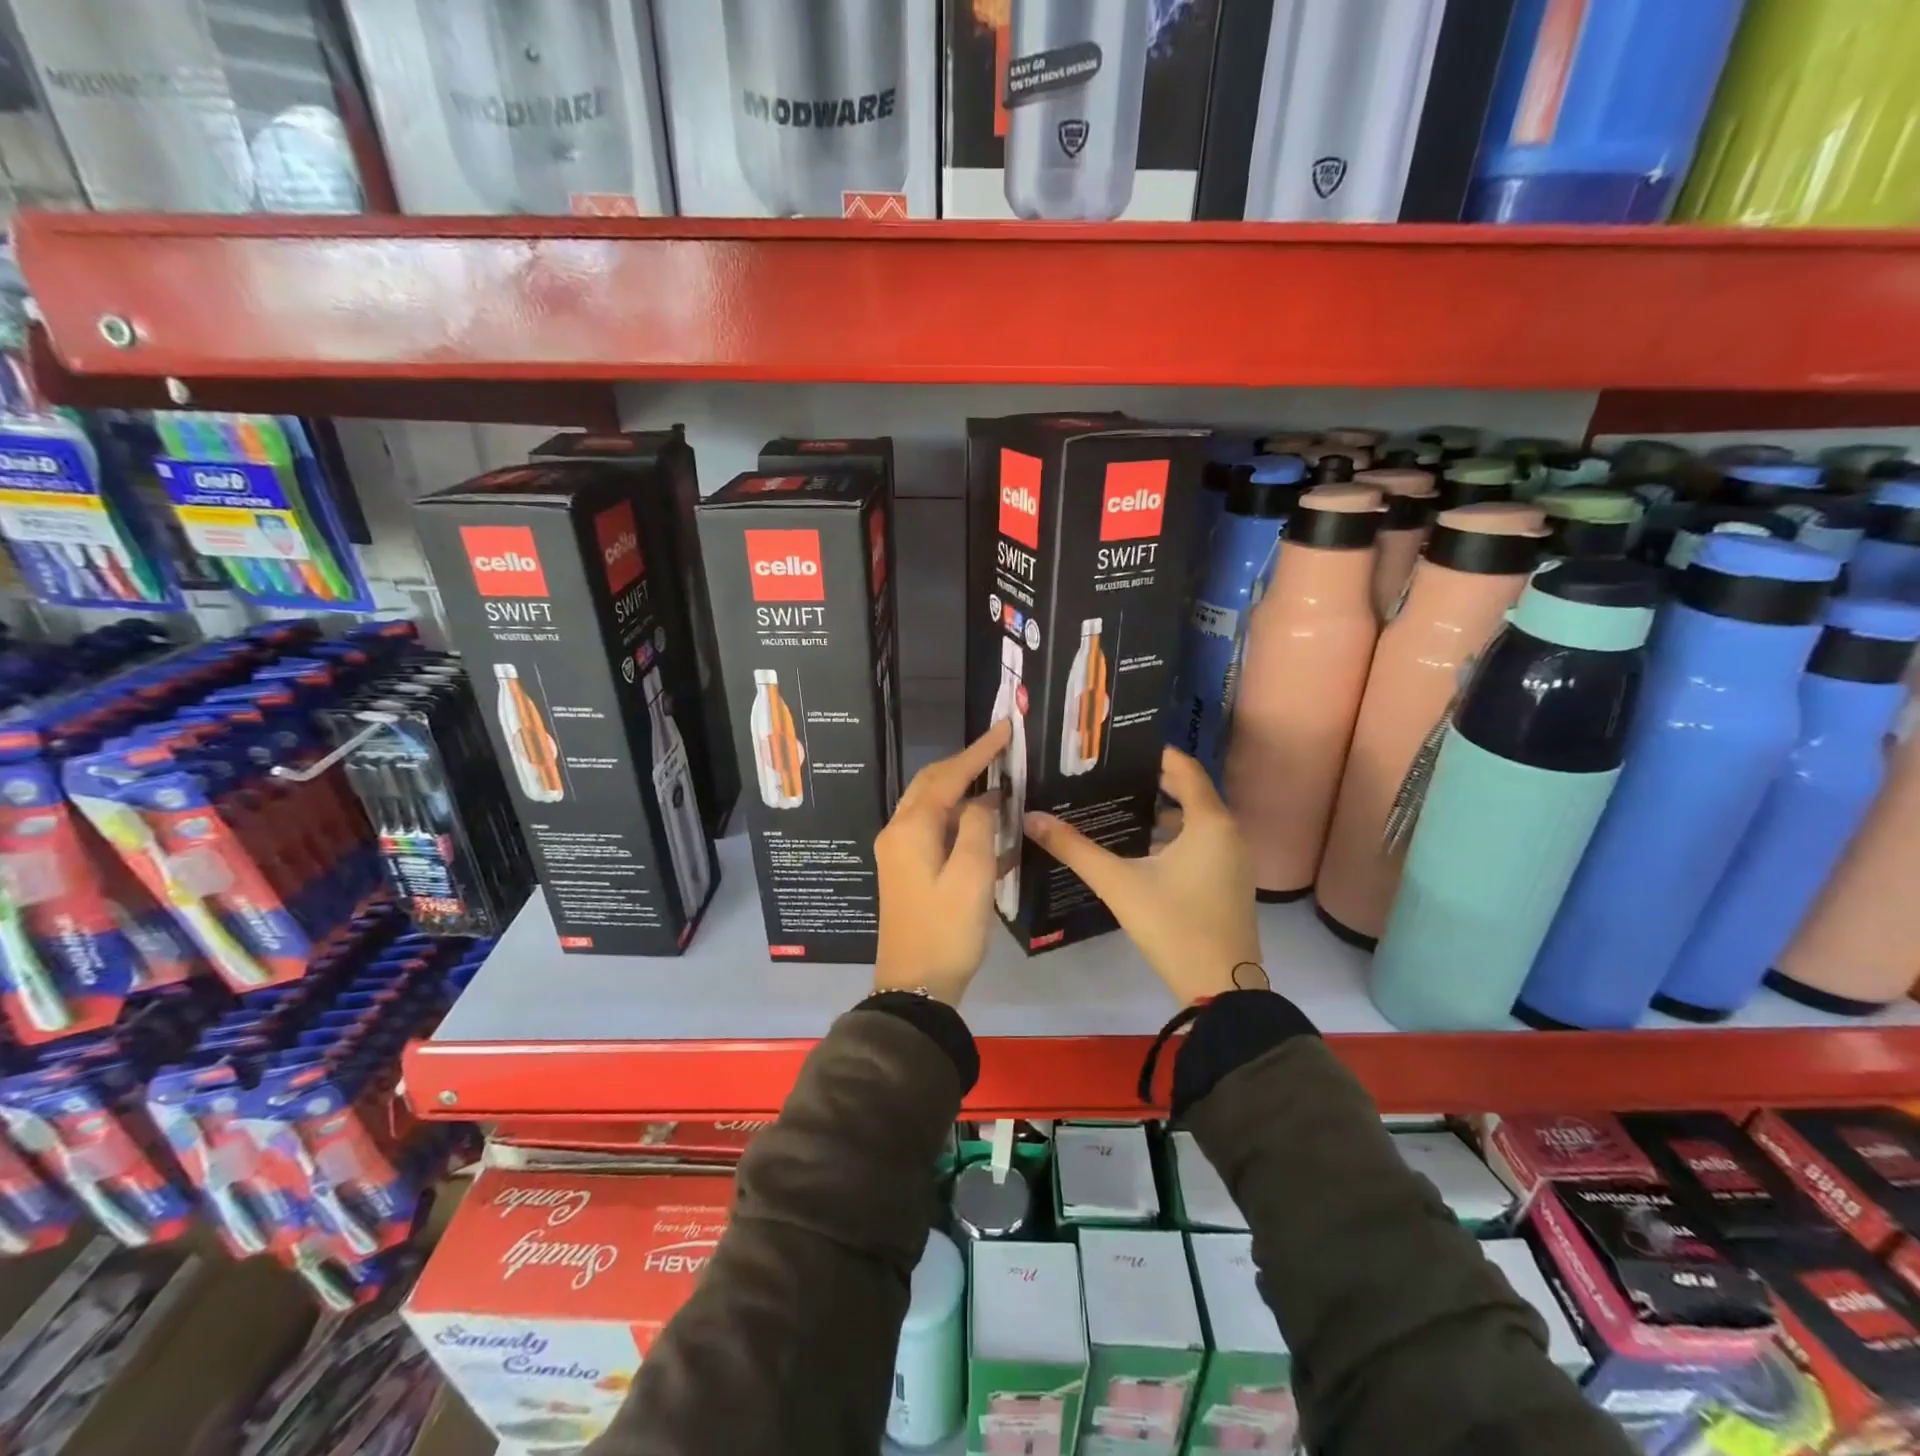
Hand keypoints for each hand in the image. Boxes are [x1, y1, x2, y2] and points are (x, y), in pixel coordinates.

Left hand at [873, 719, 1012, 1004]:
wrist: (915, 987)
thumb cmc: (947, 930)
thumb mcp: (972, 876)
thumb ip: (978, 827)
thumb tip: (983, 799)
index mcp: (912, 828)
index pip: (948, 775)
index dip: (979, 751)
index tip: (1006, 728)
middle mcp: (899, 832)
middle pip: (932, 783)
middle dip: (965, 764)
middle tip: (1000, 750)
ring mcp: (900, 852)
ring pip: (932, 805)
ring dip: (962, 789)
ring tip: (997, 778)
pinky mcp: (907, 870)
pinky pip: (934, 829)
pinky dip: (958, 819)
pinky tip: (986, 825)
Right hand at [1025, 748, 1262, 1006]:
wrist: (1221, 988)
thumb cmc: (1172, 925)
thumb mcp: (1118, 883)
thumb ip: (1074, 848)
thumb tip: (1032, 818)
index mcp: (1210, 822)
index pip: (1184, 768)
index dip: (1154, 754)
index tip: (1118, 750)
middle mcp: (1229, 833)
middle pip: (1190, 792)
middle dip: (1150, 783)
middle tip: (1108, 777)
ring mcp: (1234, 860)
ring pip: (1196, 822)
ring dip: (1161, 813)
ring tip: (1116, 809)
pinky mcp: (1230, 882)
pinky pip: (1202, 843)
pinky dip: (1174, 838)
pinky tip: (1139, 850)